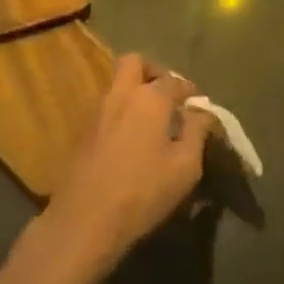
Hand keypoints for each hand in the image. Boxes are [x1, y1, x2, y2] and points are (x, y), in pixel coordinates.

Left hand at [45, 54, 213, 267]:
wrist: (84, 221)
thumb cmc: (143, 191)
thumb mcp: (185, 166)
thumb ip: (197, 132)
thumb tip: (202, 112)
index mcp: (150, 98)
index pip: (176, 81)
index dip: (191, 91)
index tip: (200, 106)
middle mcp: (121, 94)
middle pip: (135, 63)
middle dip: (154, 72)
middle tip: (168, 96)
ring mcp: (96, 111)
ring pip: (117, 85)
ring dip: (135, 92)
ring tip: (151, 121)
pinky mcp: (81, 131)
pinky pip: (106, 107)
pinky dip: (121, 112)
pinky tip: (130, 140)